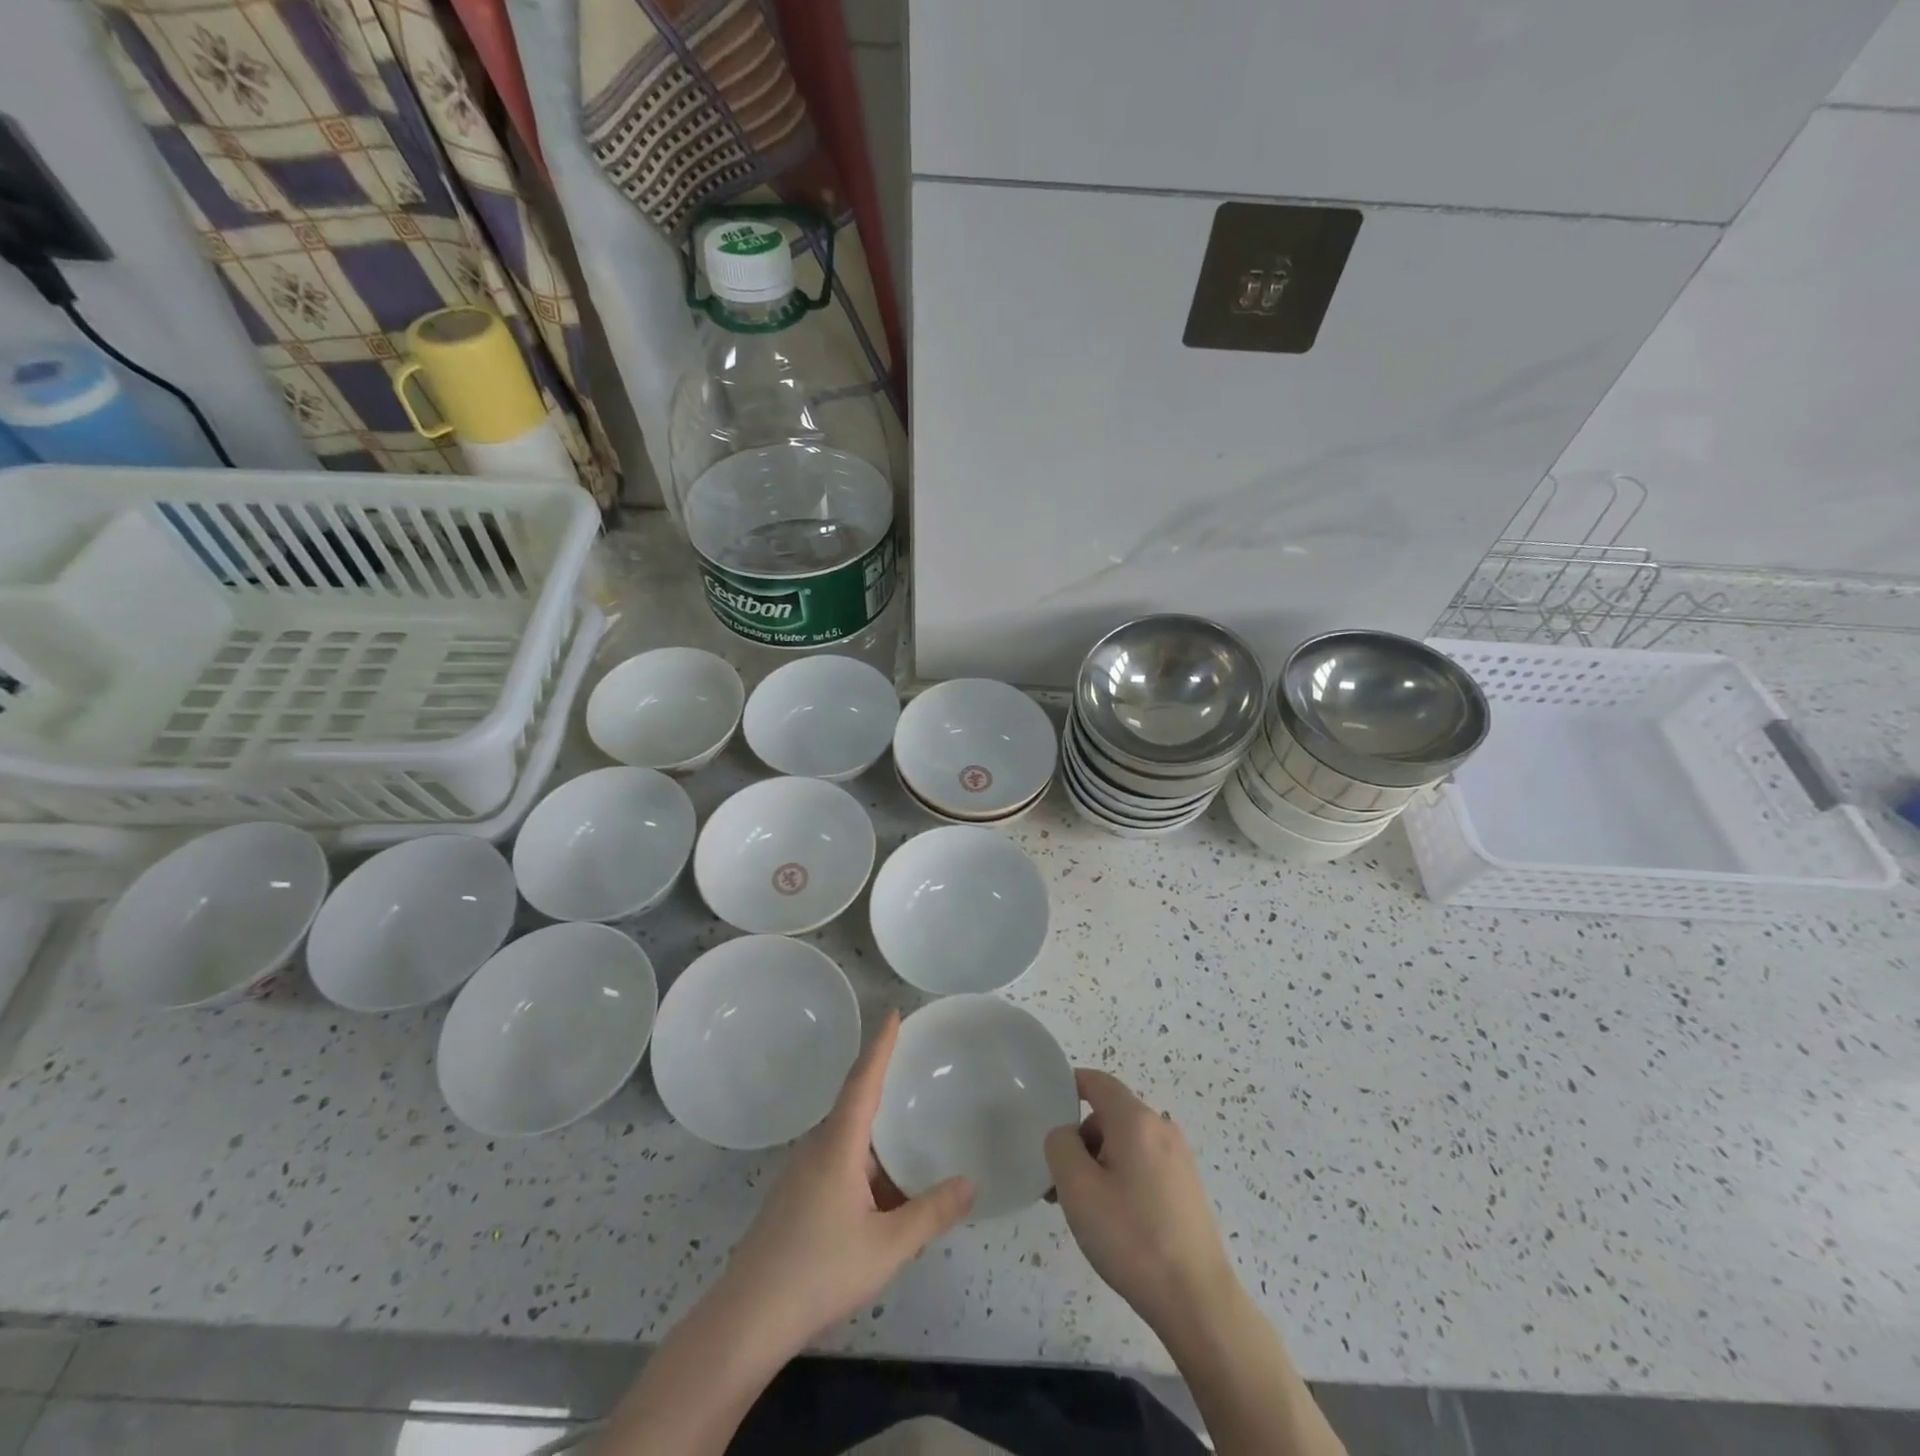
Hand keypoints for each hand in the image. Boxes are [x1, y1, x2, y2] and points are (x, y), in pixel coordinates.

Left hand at [718, 1011, 972, 1353]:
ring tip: (910, 1136)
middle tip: (914, 1068)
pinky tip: (884, 1195)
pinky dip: (865, 1166)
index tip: (893, 1013)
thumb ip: (930, 1213)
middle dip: (883, 1085)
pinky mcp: (795, 1199)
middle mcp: (818, 1149)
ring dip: (877, 1138)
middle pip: (855, 1104)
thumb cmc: (819, 1271)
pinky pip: (838, 1165)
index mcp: (838, 1145)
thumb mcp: (887, 1246)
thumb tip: (970, 1183)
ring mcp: (802, 1175)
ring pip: (848, 1141)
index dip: (880, 1046)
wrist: (747, 1319)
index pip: (863, 1080)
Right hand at [1045, 1069, 1238, 1339]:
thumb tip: (1066, 1135)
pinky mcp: (1186, 1186)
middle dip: (1080, 1139)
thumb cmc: (1131, 1237)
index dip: (1068, 1086)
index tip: (1045, 1112)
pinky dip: (1121, 1177)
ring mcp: (1178, 1157)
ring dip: (1098, 1162)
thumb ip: (1060, 1145)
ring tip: (1084, 1209)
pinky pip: (1143, 1164)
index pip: (1096, 1081)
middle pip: (1109, 1114)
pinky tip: (1115, 1221)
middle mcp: (1161, 1127)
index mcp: (1136, 1119)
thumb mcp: (1077, 1188)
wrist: (1197, 1300)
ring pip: (1125, 1142)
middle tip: (1059, 1181)